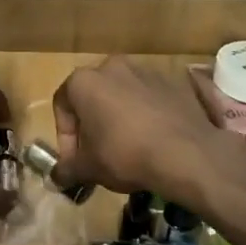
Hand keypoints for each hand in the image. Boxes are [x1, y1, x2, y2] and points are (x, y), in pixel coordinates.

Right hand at [51, 58, 240, 206]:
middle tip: (98, 154)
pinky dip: (146, 117)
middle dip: (92, 125)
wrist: (187, 153)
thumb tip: (57, 178)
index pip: (62, 105)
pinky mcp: (174, 82)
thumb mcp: (88, 168)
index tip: (74, 161)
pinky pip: (150, 99)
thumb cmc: (125, 155)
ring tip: (128, 149)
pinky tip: (153, 141)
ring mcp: (146, 71)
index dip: (65, 137)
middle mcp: (113, 66)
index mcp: (84, 81)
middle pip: (93, 97)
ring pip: (122, 96)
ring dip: (119, 119)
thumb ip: (67, 170)